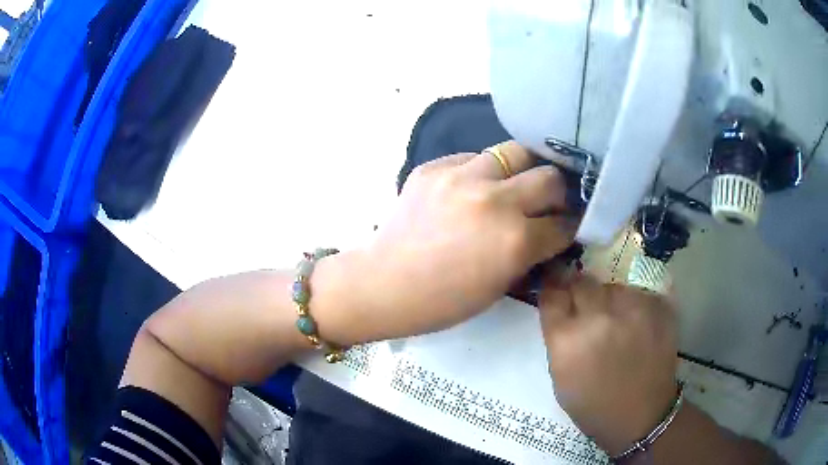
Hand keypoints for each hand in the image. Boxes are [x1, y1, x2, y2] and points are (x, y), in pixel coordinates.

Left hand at [315, 142, 575, 343]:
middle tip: (549, 201)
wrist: (385, 283)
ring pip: (515, 152)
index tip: (569, 223)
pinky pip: (473, 157)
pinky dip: (483, 171)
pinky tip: (474, 187)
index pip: (564, 223)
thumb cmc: (443, 301)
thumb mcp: (499, 286)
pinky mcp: (434, 167)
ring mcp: (462, 177)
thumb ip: (530, 253)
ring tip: (515, 184)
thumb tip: (550, 231)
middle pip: (549, 177)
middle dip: (557, 192)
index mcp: (515, 241)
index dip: (571, 225)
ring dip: (523, 170)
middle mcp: (495, 200)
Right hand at [539, 274, 678, 454]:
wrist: (642, 416)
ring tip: (615, 321)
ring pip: (611, 286)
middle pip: (581, 282)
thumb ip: (558, 338)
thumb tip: (560, 306)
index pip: (552, 293)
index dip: (553, 288)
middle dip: (579, 291)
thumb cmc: (594, 405)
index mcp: (567, 339)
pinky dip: (632, 305)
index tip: (556, 289)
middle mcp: (598, 317)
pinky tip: (635, 325)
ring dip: (608, 299)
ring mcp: (632, 308)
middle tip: (586, 307)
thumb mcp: (561, 377)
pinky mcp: (657, 306)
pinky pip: (637, 293)